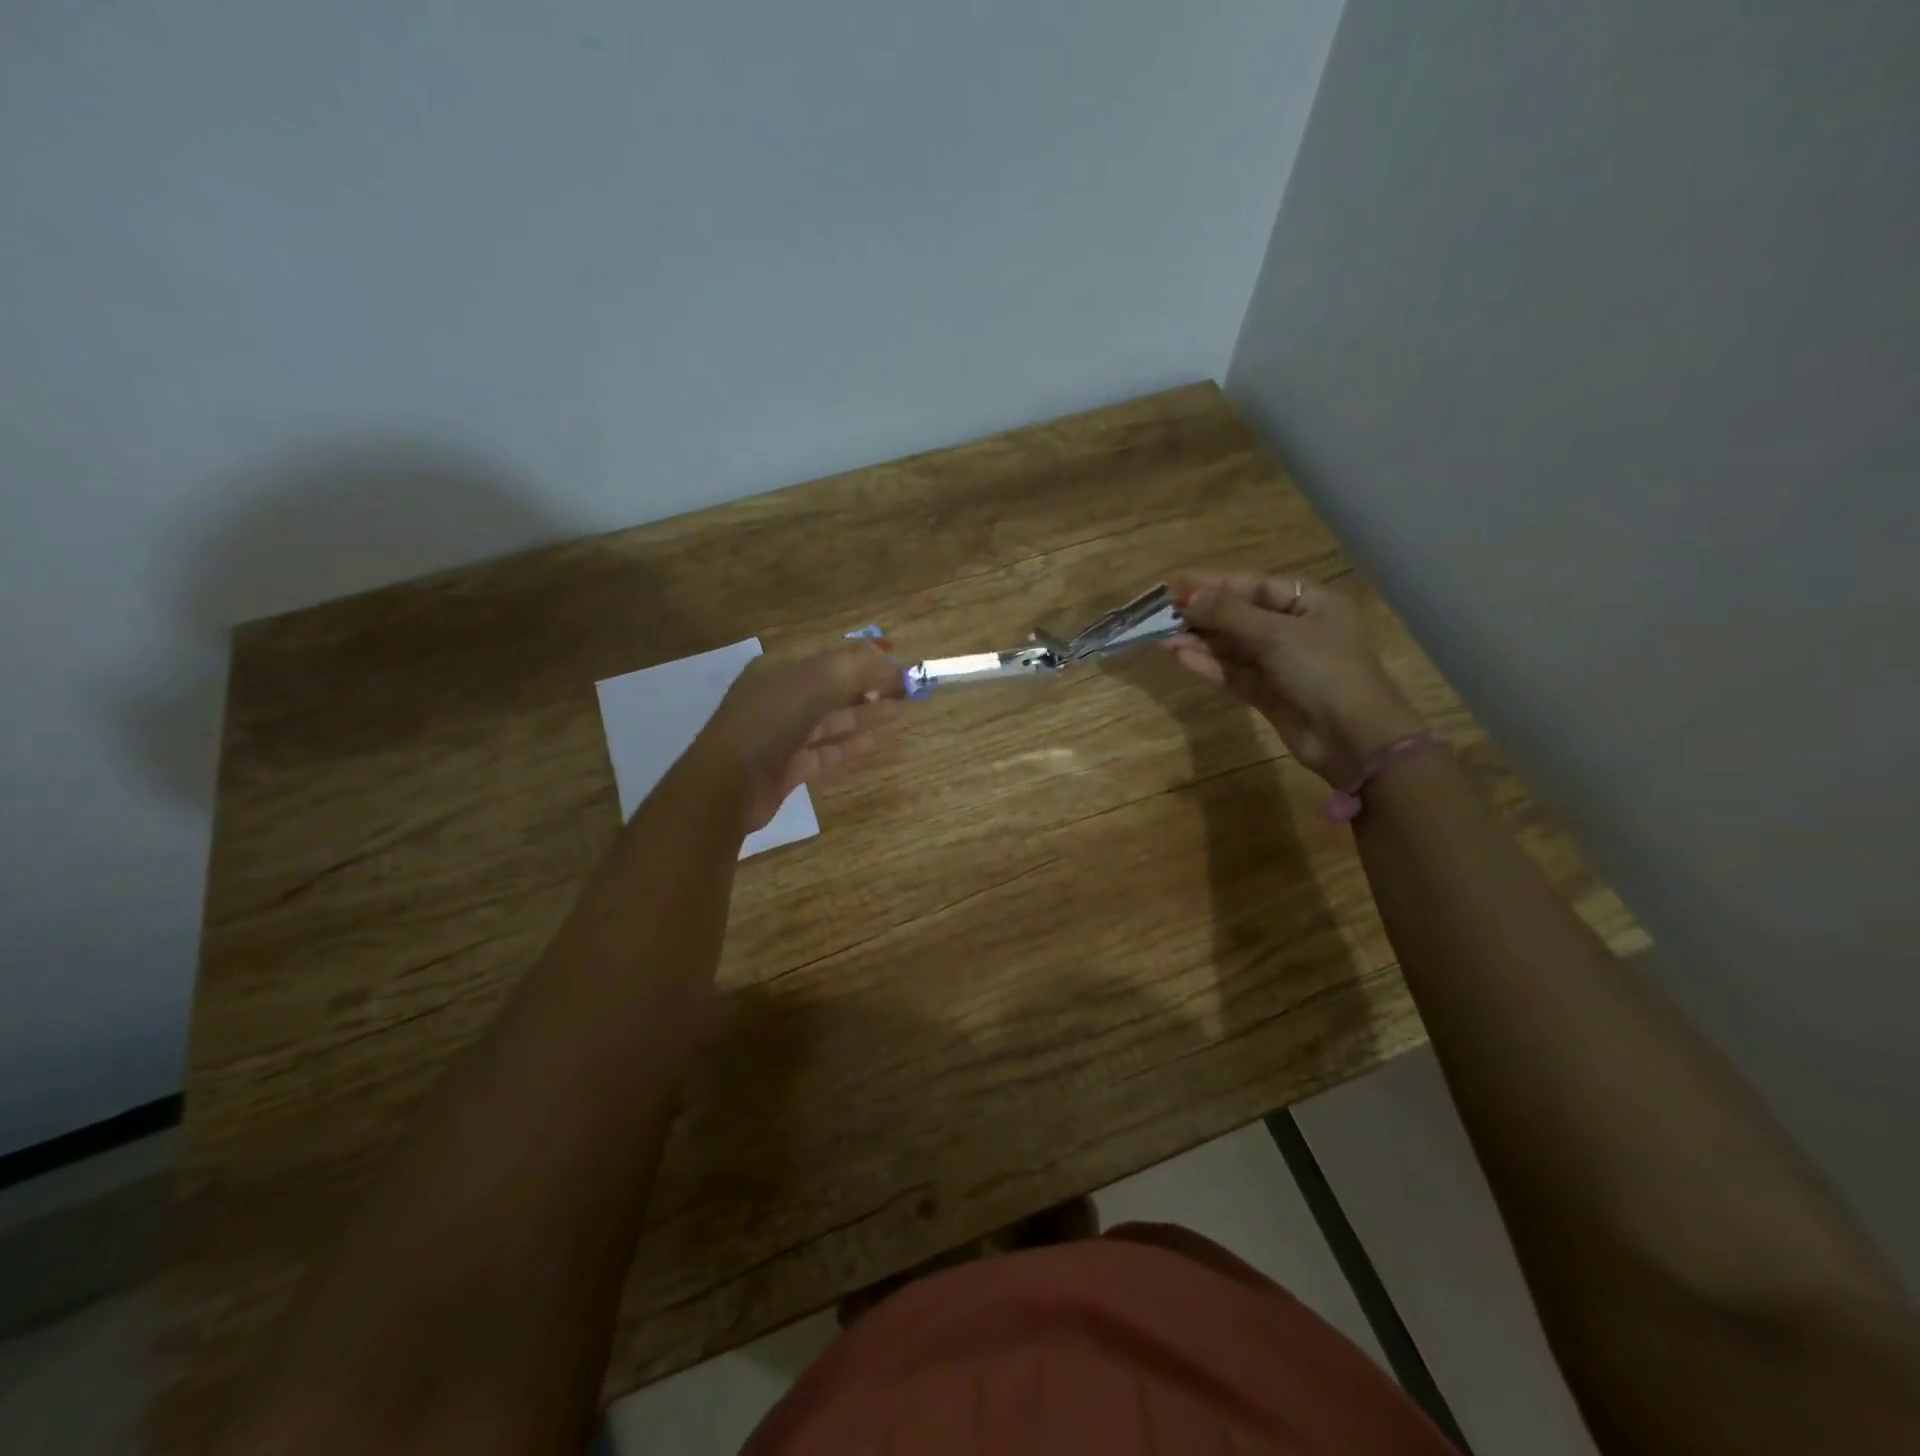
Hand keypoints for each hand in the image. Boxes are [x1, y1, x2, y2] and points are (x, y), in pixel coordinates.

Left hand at [693, 642, 905, 833]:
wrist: (730, 782)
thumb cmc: (772, 719)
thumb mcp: (817, 680)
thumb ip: (854, 665)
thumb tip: (885, 654)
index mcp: (779, 669)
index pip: (829, 658)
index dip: (864, 660)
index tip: (899, 664)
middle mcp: (779, 698)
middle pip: (832, 688)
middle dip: (869, 686)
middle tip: (908, 690)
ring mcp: (781, 734)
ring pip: (830, 720)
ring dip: (864, 714)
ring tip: (901, 712)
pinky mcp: (786, 767)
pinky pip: (823, 751)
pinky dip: (848, 745)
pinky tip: (874, 742)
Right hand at [1164, 571, 1423, 785]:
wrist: (1353, 738)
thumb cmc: (1323, 670)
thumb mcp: (1276, 634)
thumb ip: (1229, 614)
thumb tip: (1188, 596)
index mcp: (1310, 602)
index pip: (1253, 585)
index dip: (1213, 584)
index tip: (1174, 585)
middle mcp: (1295, 629)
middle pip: (1240, 615)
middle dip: (1202, 614)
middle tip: (1160, 613)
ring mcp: (1281, 663)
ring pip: (1233, 645)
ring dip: (1200, 640)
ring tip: (1161, 636)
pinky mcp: (1268, 693)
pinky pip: (1233, 672)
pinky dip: (1208, 664)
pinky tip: (1180, 656)